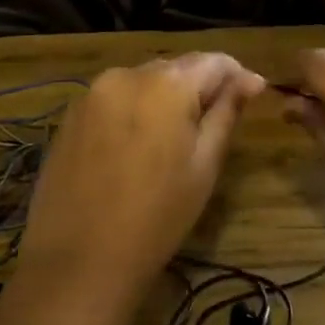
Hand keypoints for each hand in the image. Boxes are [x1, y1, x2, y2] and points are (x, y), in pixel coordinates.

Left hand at [15, 54, 265, 320]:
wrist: (78, 263)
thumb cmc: (156, 216)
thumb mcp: (204, 165)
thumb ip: (226, 113)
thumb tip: (250, 81)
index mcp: (166, 83)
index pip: (214, 61)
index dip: (238, 75)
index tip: (254, 95)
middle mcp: (126, 74)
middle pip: (177, 67)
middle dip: (201, 85)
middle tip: (218, 119)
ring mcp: (91, 93)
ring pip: (144, 81)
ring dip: (166, 96)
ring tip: (177, 134)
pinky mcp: (70, 115)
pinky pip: (115, 98)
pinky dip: (135, 110)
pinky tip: (139, 145)